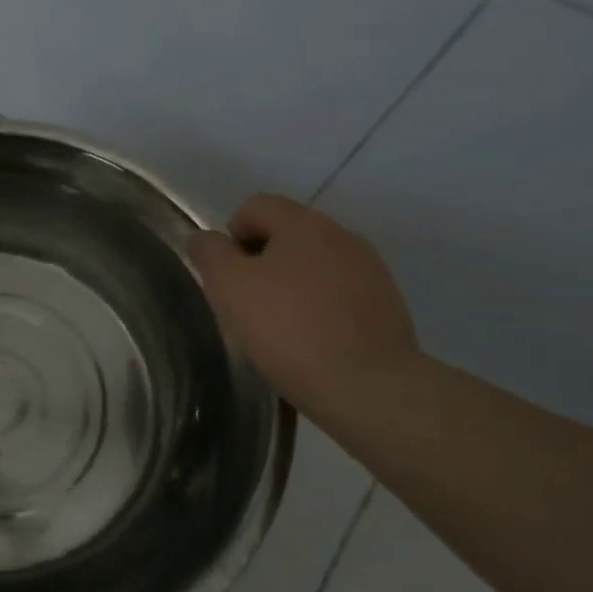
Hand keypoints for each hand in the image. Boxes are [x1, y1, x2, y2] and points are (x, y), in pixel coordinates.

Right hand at [189, 194, 419, 421]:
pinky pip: (337, 292)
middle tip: (246, 303)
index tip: (227, 277)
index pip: (255, 206)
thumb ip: (209, 252)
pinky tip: (310, 339)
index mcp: (302, 224)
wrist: (366, 385)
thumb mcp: (227, 286)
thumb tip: (207, 239)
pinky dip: (318, 306)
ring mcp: (369, 269)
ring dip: (290, 284)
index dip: (230, 236)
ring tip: (278, 326)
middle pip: (285, 233)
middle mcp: (341, 235)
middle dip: (260, 261)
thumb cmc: (286, 328)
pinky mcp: (385, 303)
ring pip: (313, 264)